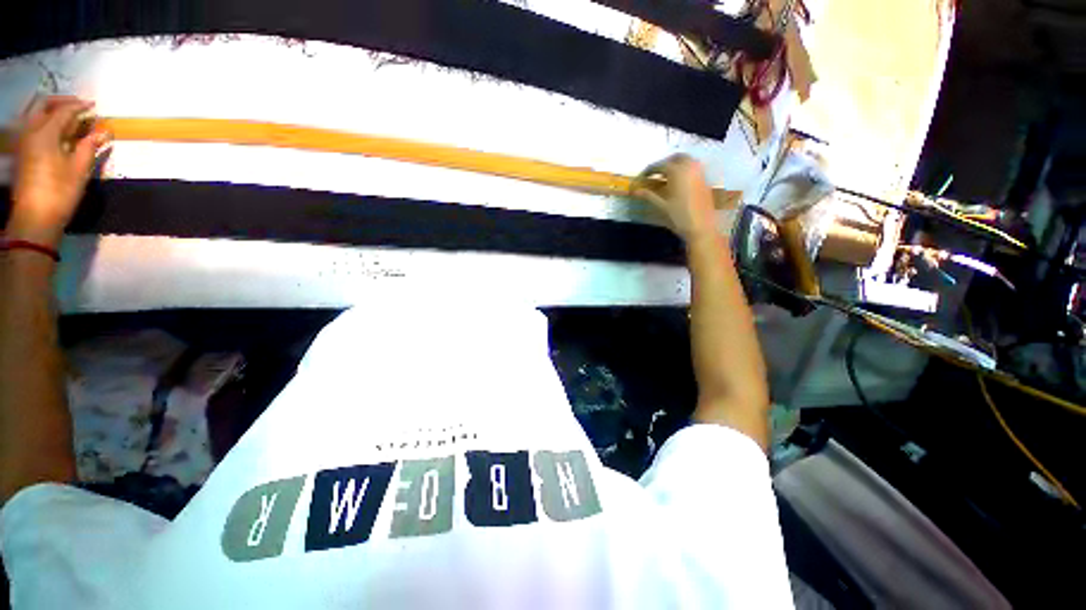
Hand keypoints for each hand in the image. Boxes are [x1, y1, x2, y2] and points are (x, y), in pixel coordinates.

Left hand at [7, 96, 109, 247]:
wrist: (35, 217)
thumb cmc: (60, 192)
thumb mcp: (79, 169)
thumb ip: (89, 146)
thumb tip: (102, 132)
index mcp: (45, 133)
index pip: (64, 111)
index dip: (80, 107)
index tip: (94, 107)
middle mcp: (30, 130)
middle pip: (43, 104)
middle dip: (62, 102)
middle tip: (79, 106)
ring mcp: (23, 140)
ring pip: (34, 112)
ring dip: (51, 110)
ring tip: (68, 117)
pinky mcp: (21, 150)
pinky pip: (31, 125)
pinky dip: (44, 121)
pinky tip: (55, 130)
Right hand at [633, 154, 717, 241]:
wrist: (702, 227)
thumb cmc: (679, 217)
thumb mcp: (661, 206)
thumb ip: (648, 195)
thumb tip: (634, 190)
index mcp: (677, 172)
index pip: (660, 165)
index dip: (649, 170)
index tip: (642, 177)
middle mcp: (690, 167)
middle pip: (676, 158)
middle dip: (665, 163)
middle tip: (655, 174)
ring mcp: (700, 173)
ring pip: (687, 161)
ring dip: (676, 165)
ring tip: (666, 178)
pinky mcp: (705, 181)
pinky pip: (693, 169)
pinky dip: (684, 171)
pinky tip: (678, 184)